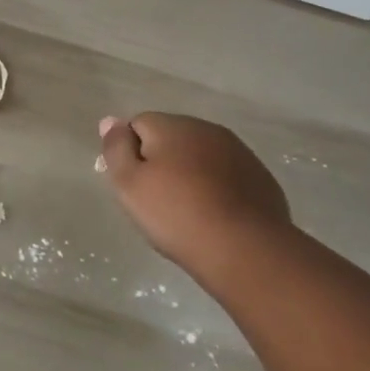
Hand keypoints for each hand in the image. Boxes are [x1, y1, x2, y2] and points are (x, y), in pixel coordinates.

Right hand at [100, 112, 291, 285]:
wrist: (246, 250)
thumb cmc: (177, 215)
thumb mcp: (129, 184)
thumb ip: (115, 148)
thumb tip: (109, 121)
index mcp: (173, 126)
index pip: (138, 124)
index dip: (130, 153)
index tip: (134, 185)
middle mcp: (207, 129)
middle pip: (171, 137)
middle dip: (160, 161)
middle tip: (157, 201)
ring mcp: (239, 152)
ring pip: (200, 155)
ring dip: (190, 173)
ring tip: (187, 211)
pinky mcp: (260, 177)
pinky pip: (226, 175)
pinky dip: (216, 188)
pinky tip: (215, 216)